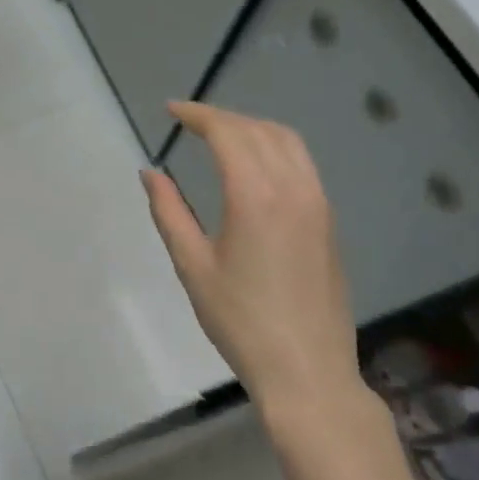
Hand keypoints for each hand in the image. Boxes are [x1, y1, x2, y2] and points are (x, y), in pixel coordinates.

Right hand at [142, 102, 368, 442]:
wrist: (306, 369)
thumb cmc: (240, 321)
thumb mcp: (192, 266)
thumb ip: (169, 212)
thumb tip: (150, 173)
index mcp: (257, 197)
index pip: (228, 134)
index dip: (198, 115)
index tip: (171, 110)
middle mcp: (294, 188)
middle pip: (259, 130)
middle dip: (223, 118)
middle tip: (189, 122)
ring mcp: (319, 203)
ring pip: (288, 142)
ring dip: (252, 128)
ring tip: (220, 136)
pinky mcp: (329, 221)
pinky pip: (302, 164)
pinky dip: (275, 147)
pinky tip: (255, 166)